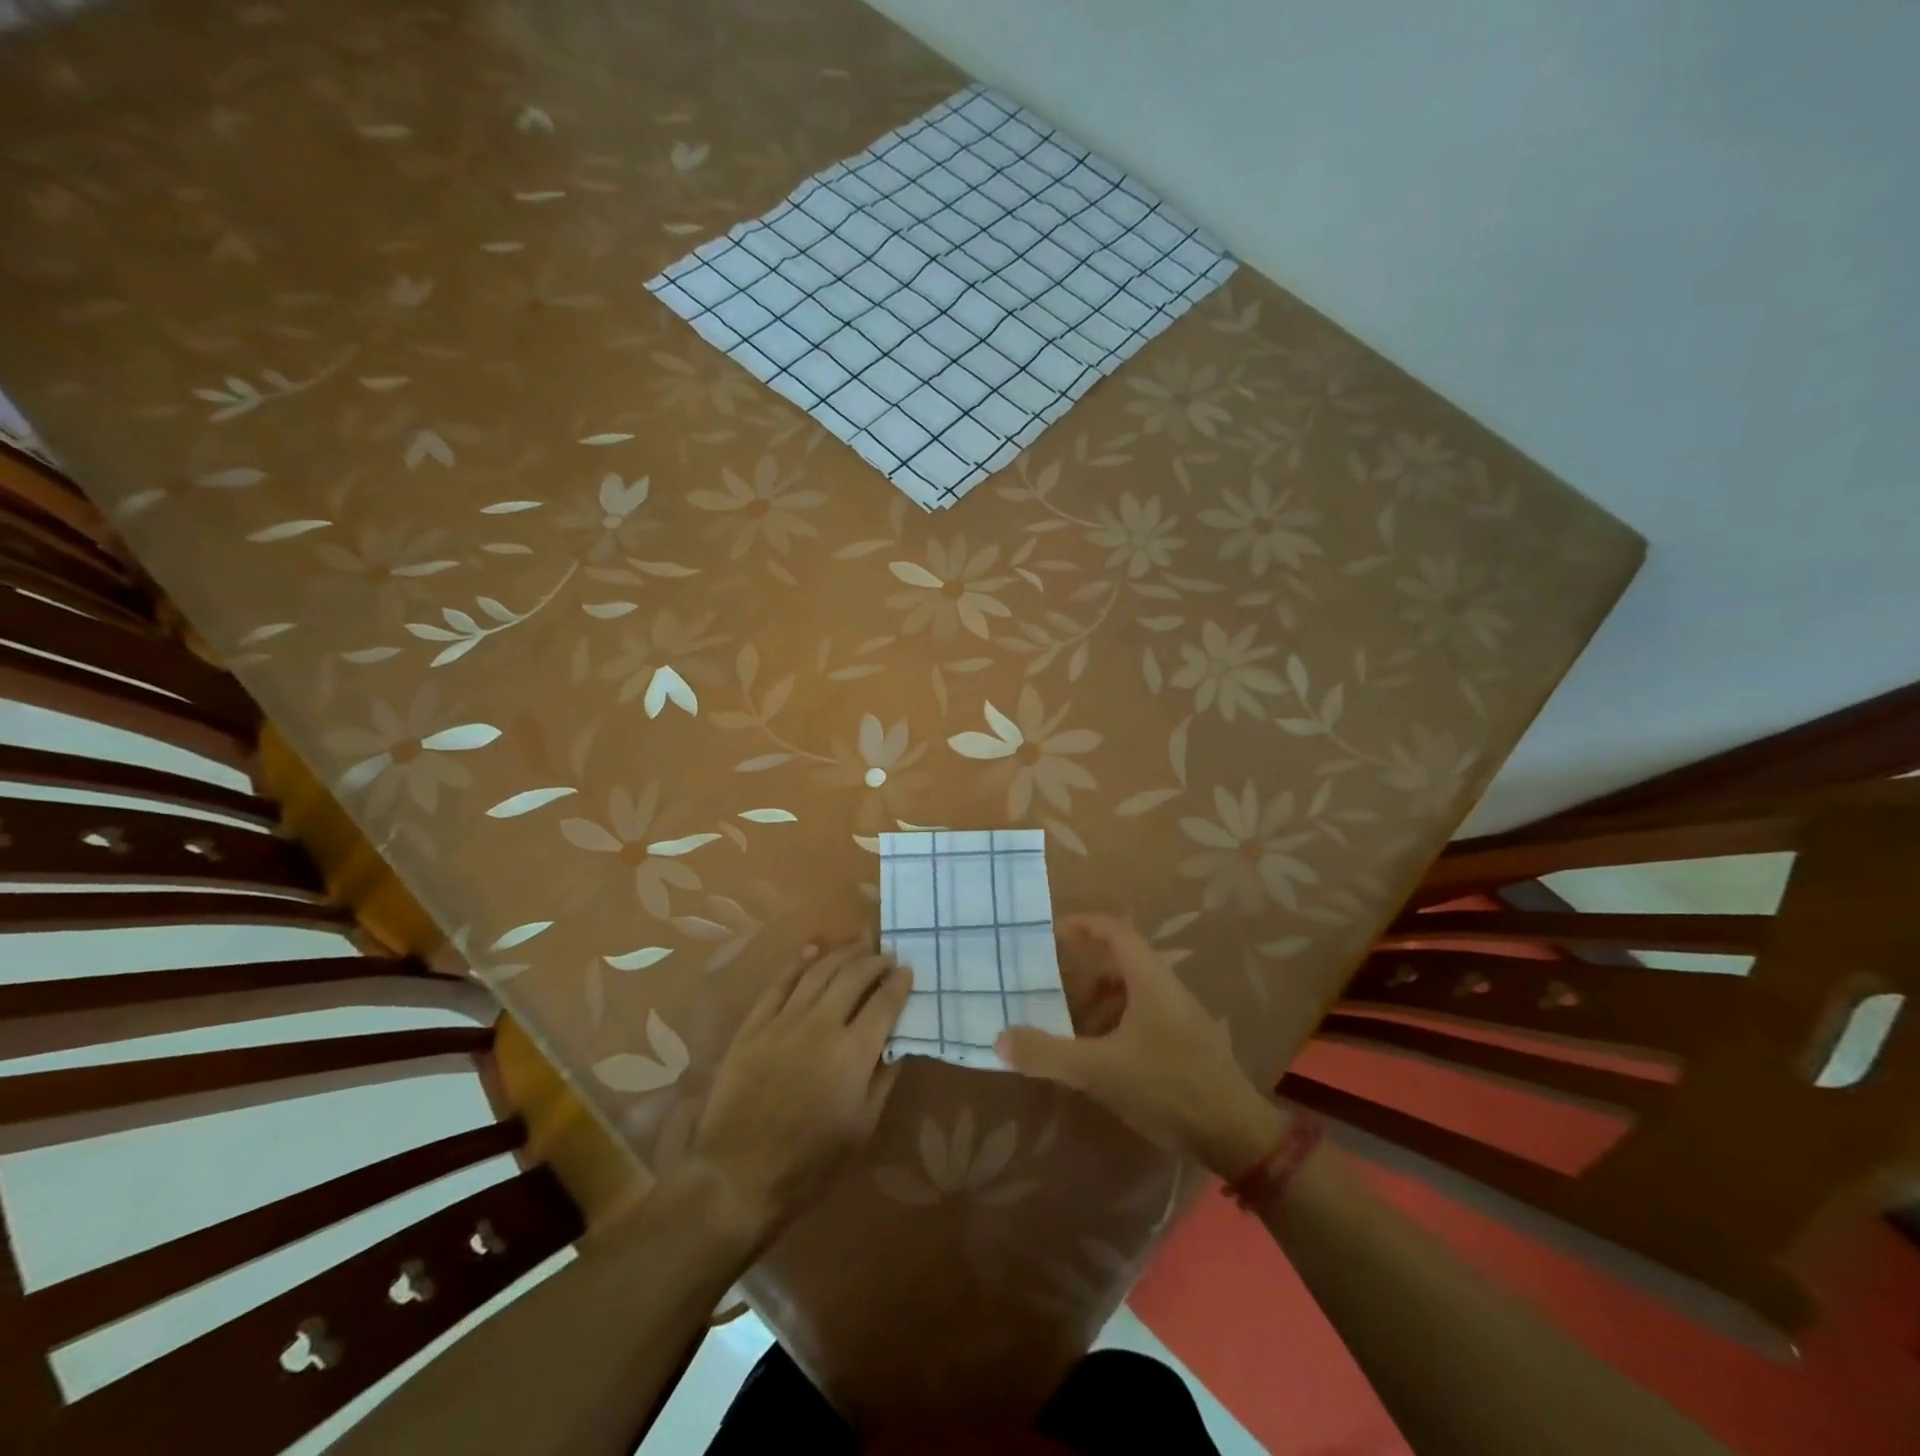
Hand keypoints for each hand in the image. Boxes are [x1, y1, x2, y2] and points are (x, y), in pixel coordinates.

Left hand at [685, 942, 912, 1241]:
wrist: (739, 1174)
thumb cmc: (810, 1162)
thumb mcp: (862, 1128)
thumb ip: (883, 1079)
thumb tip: (899, 1045)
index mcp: (853, 1052)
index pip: (885, 1003)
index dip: (899, 983)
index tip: (908, 971)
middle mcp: (821, 1024)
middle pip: (853, 977)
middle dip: (875, 962)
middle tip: (887, 955)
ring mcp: (784, 1021)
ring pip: (818, 972)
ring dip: (842, 954)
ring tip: (858, 945)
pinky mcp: (754, 1026)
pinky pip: (779, 983)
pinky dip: (798, 963)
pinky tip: (811, 951)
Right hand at [996, 912, 1283, 1180]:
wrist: (1236, 1134)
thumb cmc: (1166, 1087)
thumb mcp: (1098, 1071)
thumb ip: (1048, 1053)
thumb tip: (1001, 1039)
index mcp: (1150, 979)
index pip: (1115, 931)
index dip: (1083, 925)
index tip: (1053, 933)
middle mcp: (1168, 988)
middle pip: (1122, 963)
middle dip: (1086, 977)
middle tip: (1056, 996)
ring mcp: (1184, 1016)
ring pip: (1135, 993)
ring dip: (1102, 1006)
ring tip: (1076, 1035)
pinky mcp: (1190, 1043)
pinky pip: (1147, 1017)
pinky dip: (1119, 1026)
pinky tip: (1107, 1062)